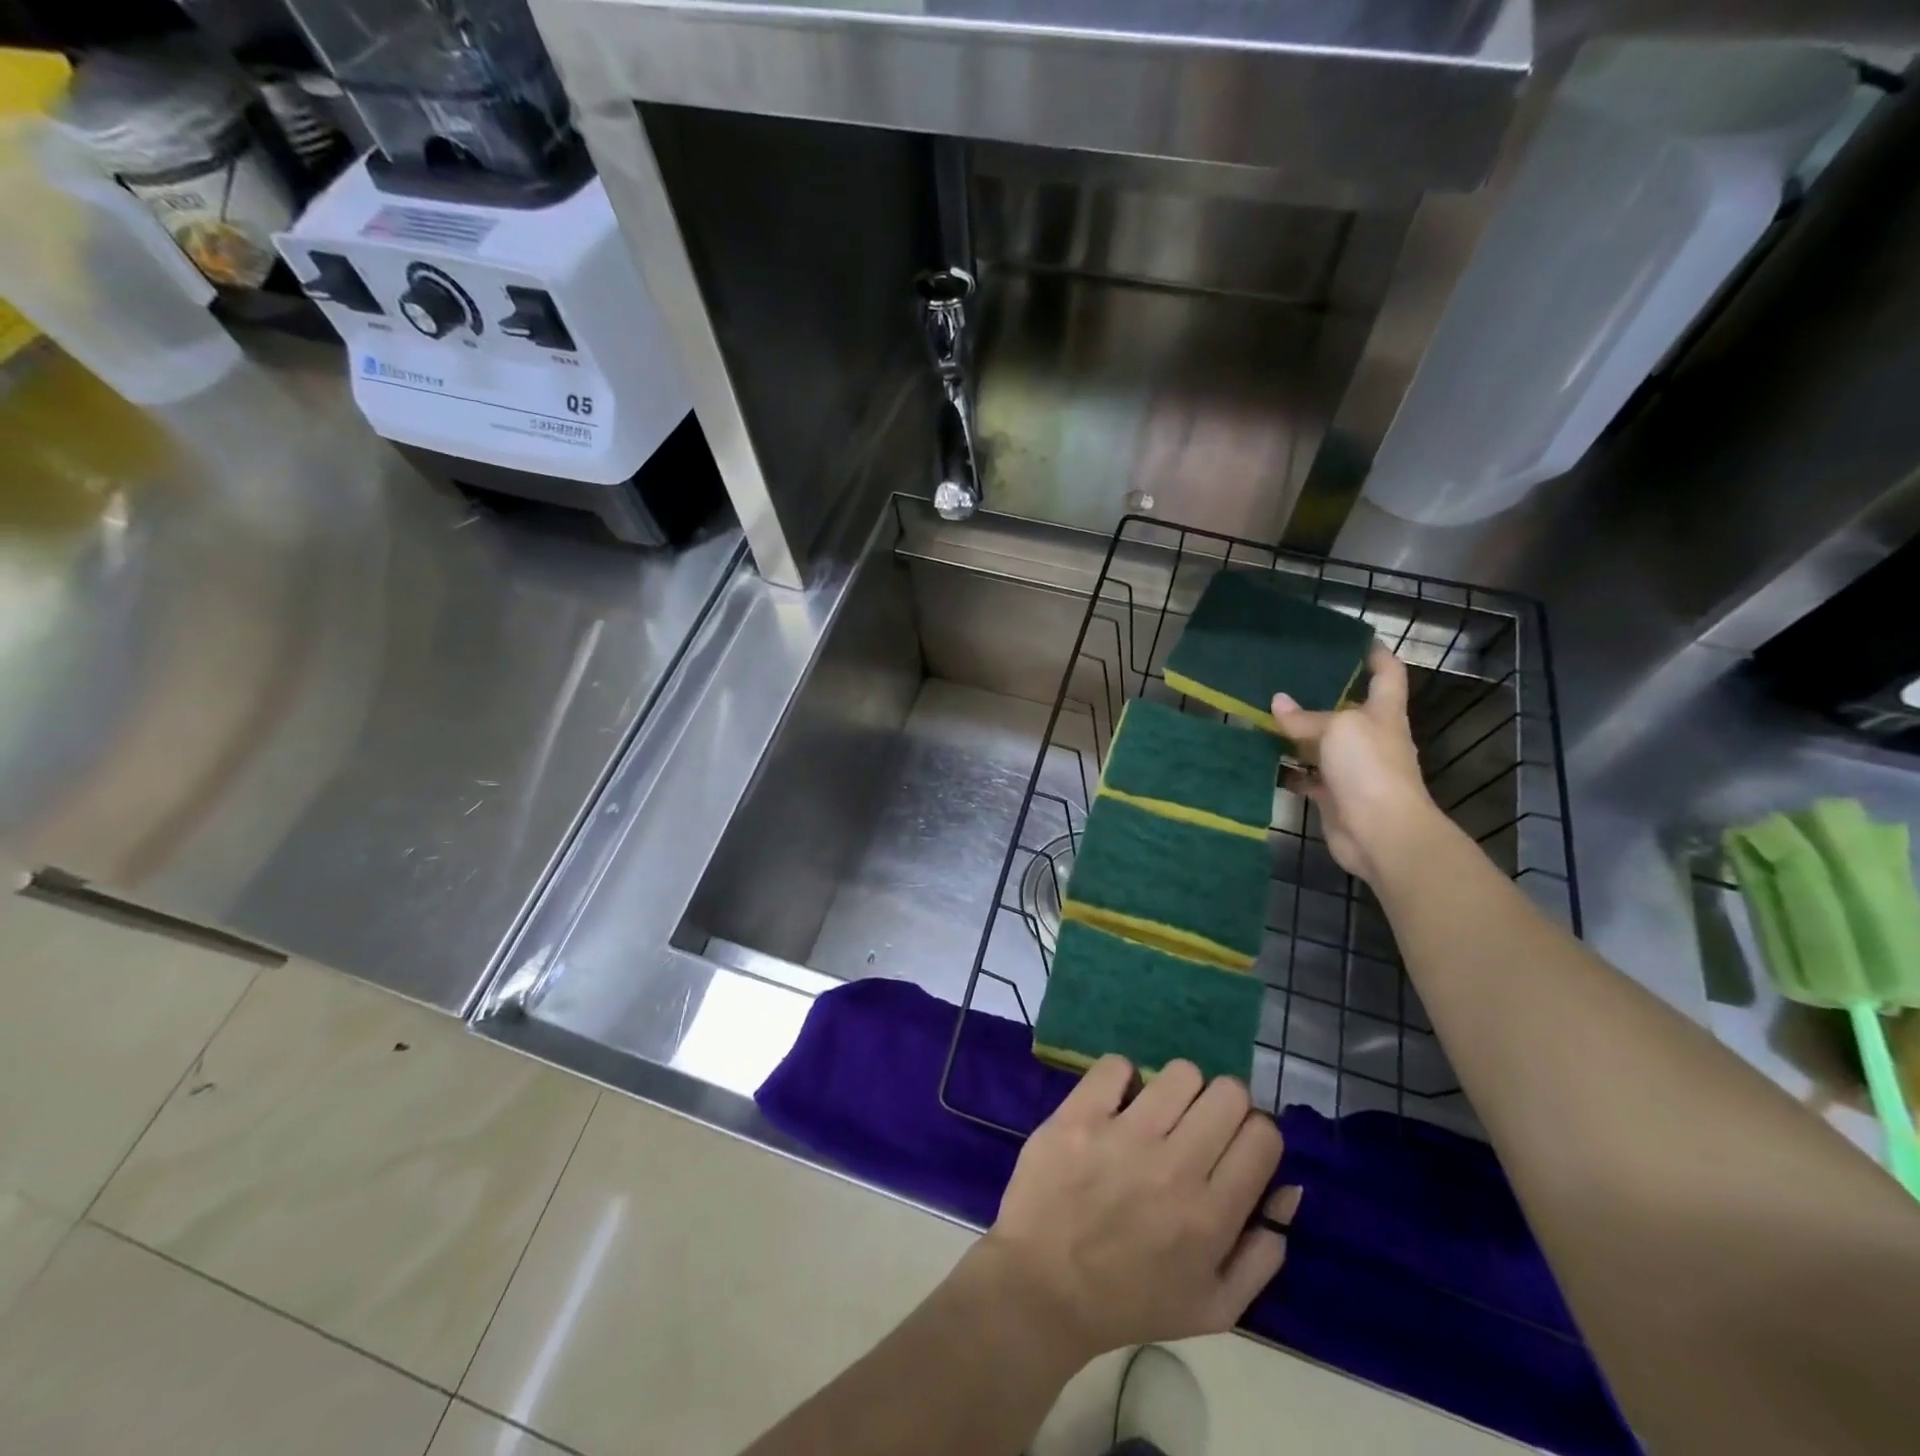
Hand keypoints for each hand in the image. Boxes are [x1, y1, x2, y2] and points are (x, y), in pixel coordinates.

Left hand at [979, 1057, 1298, 1364]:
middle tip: (1195, 1127)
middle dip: (1221, 1104)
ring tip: (1157, 1113)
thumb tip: (1289, 1188)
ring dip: (1176, 1089)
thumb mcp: (1215, 1306)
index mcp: (1212, 1216)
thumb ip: (1263, 1253)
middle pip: (1228, 1093)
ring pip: (1180, 1072)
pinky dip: (1122, 1078)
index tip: (1232, 1144)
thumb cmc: (1131, 1302)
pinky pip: (1117, 1065)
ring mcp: (1124, 1136)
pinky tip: (1115, 1104)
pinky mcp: (1079, 1116)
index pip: (1263, 1134)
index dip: (1253, 1132)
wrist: (1043, 1289)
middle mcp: (1175, 1168)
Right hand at [1271, 642, 1442, 884]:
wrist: (1381, 832)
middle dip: (1322, 693)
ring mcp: (1351, 768)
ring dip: (1295, 732)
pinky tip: (1261, 757)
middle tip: (1287, 675)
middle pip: (1347, 708)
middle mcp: (1370, 737)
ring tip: (1263, 713)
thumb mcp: (1338, 728)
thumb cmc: (1369, 768)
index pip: (1387, 674)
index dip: (1376, 654)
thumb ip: (1305, 716)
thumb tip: (1277, 702)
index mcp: (1383, 713)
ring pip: (1320, 743)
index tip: (1356, 638)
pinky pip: (1305, 775)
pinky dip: (1286, 768)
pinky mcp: (1333, 795)